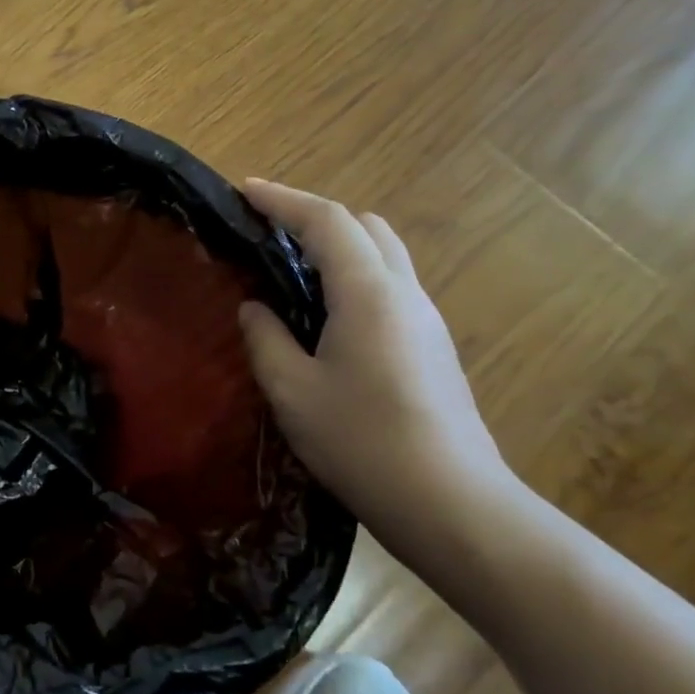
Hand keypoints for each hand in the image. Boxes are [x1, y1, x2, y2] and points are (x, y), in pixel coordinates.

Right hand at [235, 180, 514, 548]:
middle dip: (315, 217)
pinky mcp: (432, 348)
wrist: (450, 502)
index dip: (283, 200)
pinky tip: (324, 316)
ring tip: (291, 271)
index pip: (327, 221)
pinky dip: (353, 278)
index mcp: (368, 293)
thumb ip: (266, 339)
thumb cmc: (361, 441)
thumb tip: (255, 308)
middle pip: (365, 227)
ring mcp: (426, 320)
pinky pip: (390, 288)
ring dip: (338, 247)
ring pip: (384, 256)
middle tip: (268, 233)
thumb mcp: (292, 391)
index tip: (245, 191)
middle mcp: (405, 294)